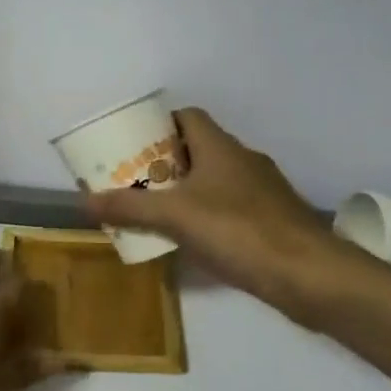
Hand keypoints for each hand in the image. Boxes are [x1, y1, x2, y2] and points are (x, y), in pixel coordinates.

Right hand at [83, 108, 375, 315]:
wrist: (306, 273)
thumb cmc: (238, 231)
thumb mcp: (174, 216)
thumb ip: (129, 207)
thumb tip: (83, 200)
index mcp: (220, 147)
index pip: (188, 117)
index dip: (159, 124)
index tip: (133, 144)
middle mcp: (242, 161)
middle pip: (198, 149)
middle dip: (164, 162)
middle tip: (134, 181)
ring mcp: (261, 191)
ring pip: (214, 180)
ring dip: (185, 190)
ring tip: (154, 211)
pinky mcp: (271, 220)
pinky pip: (229, 207)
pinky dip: (206, 215)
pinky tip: (189, 239)